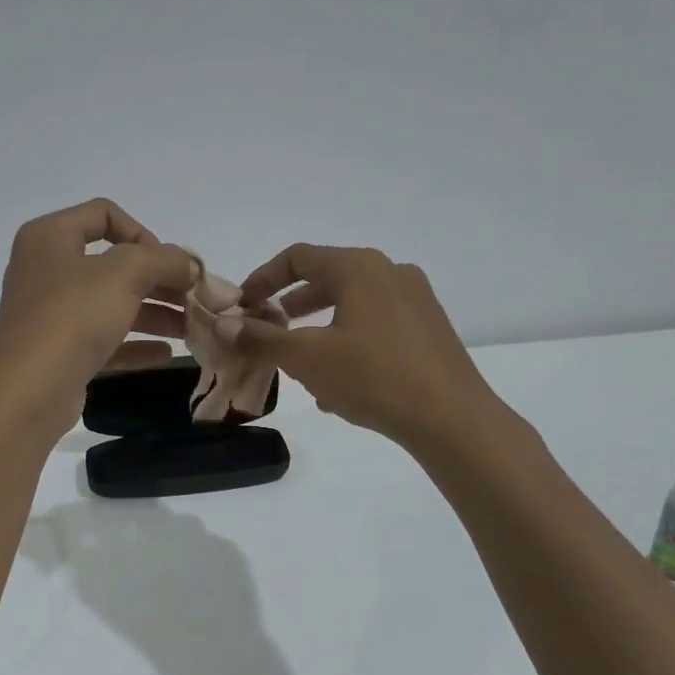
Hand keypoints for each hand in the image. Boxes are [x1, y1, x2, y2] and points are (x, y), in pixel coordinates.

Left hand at [0, 199, 195, 438]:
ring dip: (153, 313)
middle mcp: (45, 270)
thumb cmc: (73, 317)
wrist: (30, 390)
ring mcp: (50, 314)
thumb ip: (163, 260)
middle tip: (194, 297)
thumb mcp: (126, 273)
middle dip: (157, 280)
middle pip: (112, 264)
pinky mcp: (58, 352)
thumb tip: (188, 264)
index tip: (168, 263)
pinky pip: (102, 340)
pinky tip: (165, 354)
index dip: (143, 233)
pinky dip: (134, 344)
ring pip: (110, 304)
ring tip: (190, 328)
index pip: (103, 214)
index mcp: (49, 237)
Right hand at [231, 244, 506, 451]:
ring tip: (299, 362)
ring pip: (352, 305)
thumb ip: (261, 338)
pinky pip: (376, 326)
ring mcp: (416, 301)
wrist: (451, 418)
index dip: (263, 278)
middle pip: (327, 278)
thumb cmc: (372, 376)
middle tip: (267, 330)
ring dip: (318, 328)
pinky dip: (348, 342)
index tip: (243, 306)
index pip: (299, 257)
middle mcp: (391, 273)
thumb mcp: (306, 358)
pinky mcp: (429, 330)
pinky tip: (338, 384)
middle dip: (291, 306)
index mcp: (360, 268)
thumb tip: (224, 325)